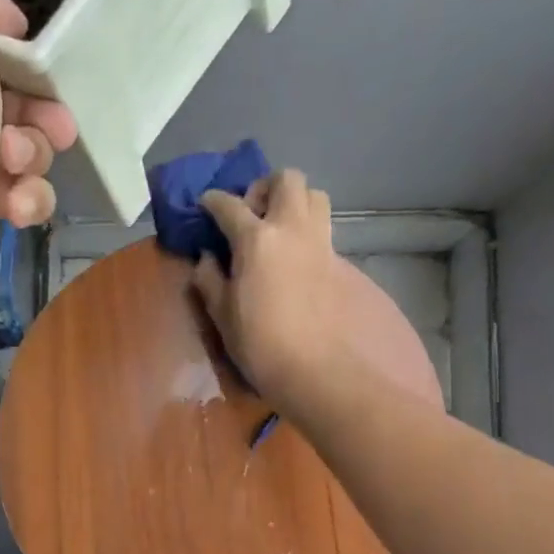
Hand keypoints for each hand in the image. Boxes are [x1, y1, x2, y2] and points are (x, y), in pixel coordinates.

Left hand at [0, 0, 77, 330]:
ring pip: (9, 143)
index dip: (15, 49)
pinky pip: (1, 188)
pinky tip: (18, 214)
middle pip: (0, 88)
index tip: (41, 73)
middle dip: (35, 113)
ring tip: (17, 179)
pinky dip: (20, 198)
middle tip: (55, 133)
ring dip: (30, 160)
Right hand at [192, 169, 443, 421]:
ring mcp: (324, 245)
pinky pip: (326, 236)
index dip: (213, 201)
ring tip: (279, 233)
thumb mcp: (224, 318)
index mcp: (256, 239)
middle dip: (265, 188)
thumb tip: (207, 259)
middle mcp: (293, 230)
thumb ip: (211, 282)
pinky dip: (309, 240)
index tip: (206, 204)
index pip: (229, 205)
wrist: (329, 373)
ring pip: (315, 199)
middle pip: (286, 180)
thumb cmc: (265, 348)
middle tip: (251, 215)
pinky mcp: (346, 266)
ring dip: (295, 204)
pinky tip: (299, 270)